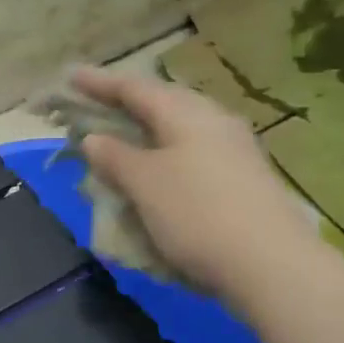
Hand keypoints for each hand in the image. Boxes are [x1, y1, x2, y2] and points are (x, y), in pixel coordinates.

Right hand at [72, 65, 313, 304]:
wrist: (273, 265)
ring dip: (147, 131)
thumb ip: (114, 156)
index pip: (133, 88)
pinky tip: (160, 173)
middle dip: (126, 104)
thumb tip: (94, 138)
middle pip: (161, 102)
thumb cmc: (197, 215)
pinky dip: (166, 156)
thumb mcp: (144, 184)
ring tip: (123, 139)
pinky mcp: (245, 177)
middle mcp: (214, 120)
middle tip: (95, 106)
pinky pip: (194, 153)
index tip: (70, 77)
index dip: (98, 83)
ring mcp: (235, 149)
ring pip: (180, 129)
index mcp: (185, 113)